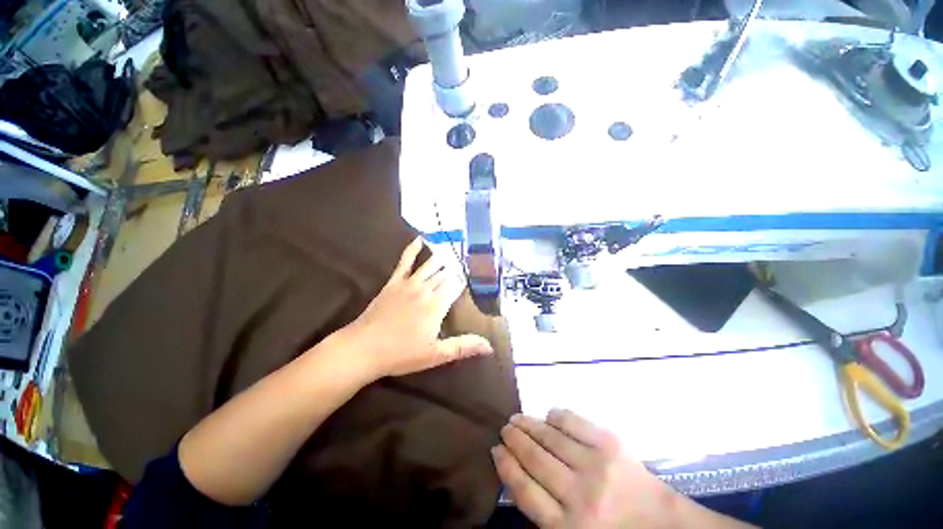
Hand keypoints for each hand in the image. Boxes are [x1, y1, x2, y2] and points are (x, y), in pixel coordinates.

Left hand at [338, 237, 493, 378]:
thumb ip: (463, 347)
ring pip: (430, 265)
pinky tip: (419, 239)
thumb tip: (490, 347)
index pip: (456, 286)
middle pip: (445, 274)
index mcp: (437, 305)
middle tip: (463, 265)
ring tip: (451, 251)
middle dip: (454, 270)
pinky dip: (412, 249)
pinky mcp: (394, 282)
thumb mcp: (436, 355)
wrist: (364, 348)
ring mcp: (409, 283)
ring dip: (441, 258)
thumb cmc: (402, 353)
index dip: (462, 282)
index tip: (469, 281)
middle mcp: (426, 289)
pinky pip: (405, 262)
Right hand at [493, 410, 748, 528]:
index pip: (524, 490)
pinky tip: (549, 413)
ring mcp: (597, 466)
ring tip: (518, 417)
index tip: (495, 449)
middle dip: (515, 439)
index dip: (506, 466)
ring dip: (530, 424)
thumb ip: (546, 515)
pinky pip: (576, 423)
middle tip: (505, 427)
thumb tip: (519, 476)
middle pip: (535, 459)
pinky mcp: (612, 445)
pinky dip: (559, 416)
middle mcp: (579, 496)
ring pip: (551, 438)